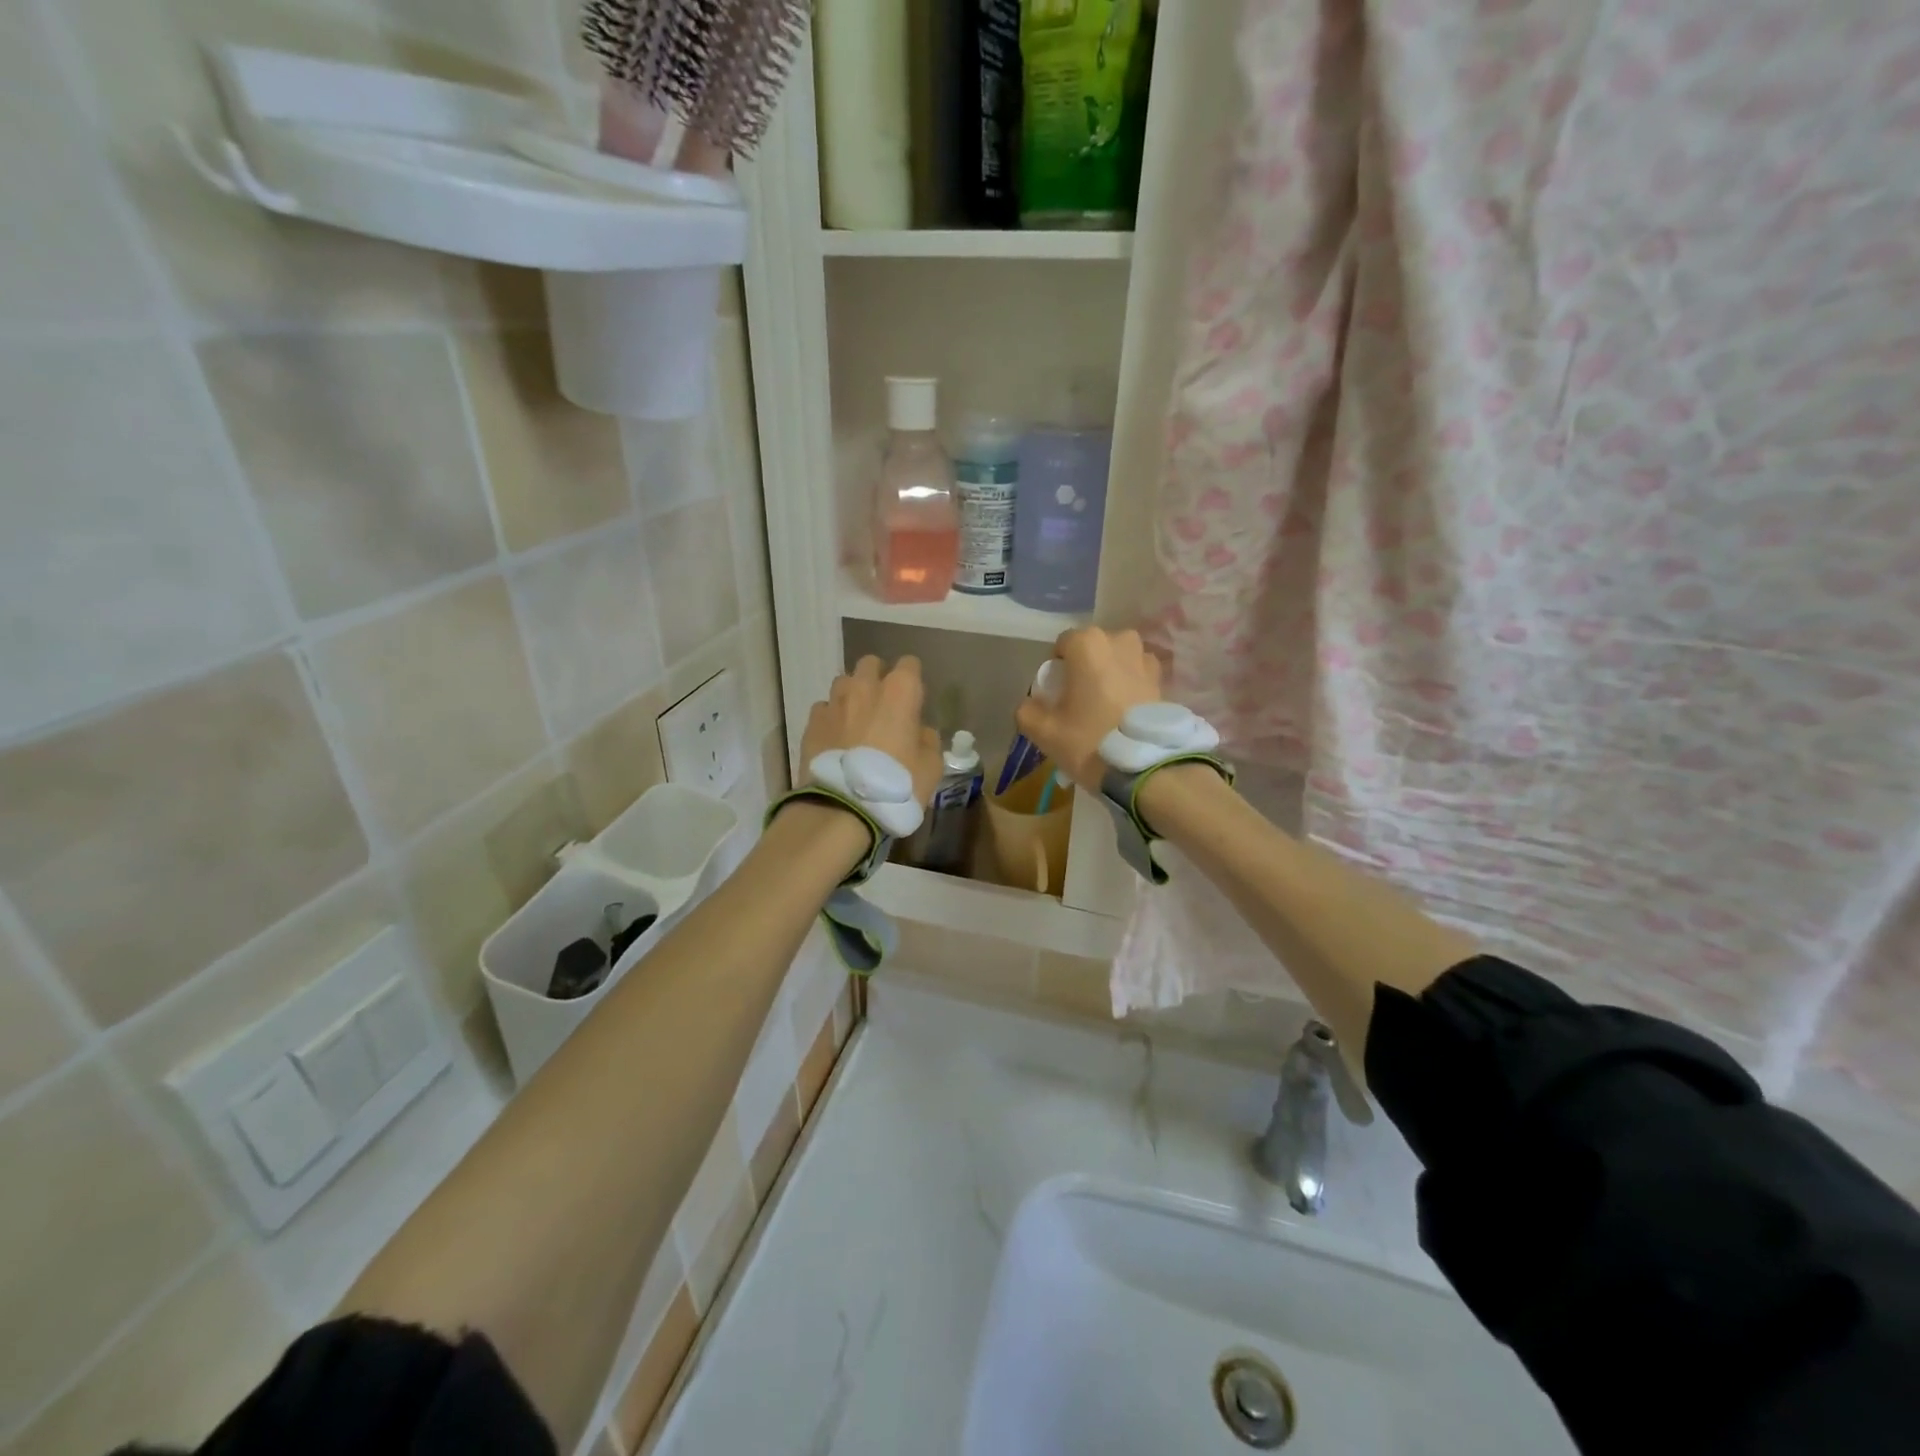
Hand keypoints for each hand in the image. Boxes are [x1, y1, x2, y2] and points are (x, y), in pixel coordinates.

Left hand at [801, 655, 944, 805]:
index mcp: (900, 691)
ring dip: (852, 695)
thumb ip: (928, 740)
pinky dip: (831, 718)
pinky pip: (824, 709)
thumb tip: (920, 732)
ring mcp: (834, 702)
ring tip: (856, 721)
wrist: (844, 807)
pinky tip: (836, 738)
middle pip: (870, 664)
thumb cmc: (897, 784)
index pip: (909, 665)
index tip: (914, 700)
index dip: (912, 680)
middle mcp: (864, 687)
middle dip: (877, 678)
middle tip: (883, 705)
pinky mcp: (812, 722)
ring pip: (843, 683)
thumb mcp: (931, 766)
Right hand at [1015, 628, 1162, 792]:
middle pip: (1092, 650)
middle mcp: (1120, 640)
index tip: (1056, 697)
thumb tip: (1031, 704)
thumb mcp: (1043, 731)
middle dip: (1084, 669)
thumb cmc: (1089, 740)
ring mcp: (1146, 658)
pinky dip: (1129, 688)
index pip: (1062, 646)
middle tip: (1079, 702)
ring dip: (1109, 676)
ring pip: (1117, 661)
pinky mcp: (1163, 680)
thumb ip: (1027, 710)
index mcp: (1088, 644)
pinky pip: (1137, 676)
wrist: (1145, 768)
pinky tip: (1125, 715)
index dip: (1056, 670)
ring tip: (1105, 708)